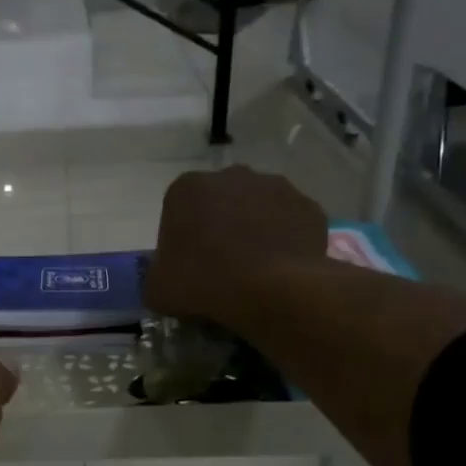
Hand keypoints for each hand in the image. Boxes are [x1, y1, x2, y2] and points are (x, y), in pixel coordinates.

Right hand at [144, 167, 328, 326]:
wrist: (272, 290)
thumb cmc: (204, 281)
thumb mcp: (157, 288)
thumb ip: (157, 275)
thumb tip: (166, 277)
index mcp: (187, 188)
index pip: (178, 209)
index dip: (181, 237)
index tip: (187, 264)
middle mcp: (230, 176)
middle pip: (220, 201)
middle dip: (219, 224)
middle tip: (220, 264)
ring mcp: (275, 186)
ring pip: (257, 207)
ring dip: (254, 228)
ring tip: (254, 267)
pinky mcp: (308, 205)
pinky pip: (290, 222)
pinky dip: (285, 239)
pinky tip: (280, 267)